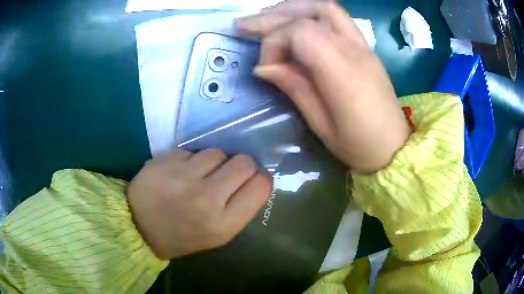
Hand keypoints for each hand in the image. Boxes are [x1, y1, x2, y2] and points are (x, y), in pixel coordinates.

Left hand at [128, 149, 271, 258]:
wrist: (139, 227)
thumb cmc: (182, 236)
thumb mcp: (218, 235)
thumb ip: (240, 208)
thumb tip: (254, 177)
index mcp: (223, 223)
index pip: (260, 185)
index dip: (260, 178)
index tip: (251, 180)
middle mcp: (206, 198)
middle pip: (244, 162)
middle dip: (241, 166)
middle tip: (227, 174)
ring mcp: (183, 177)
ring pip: (217, 152)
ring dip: (213, 162)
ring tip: (198, 176)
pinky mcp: (165, 160)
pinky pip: (191, 151)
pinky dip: (189, 160)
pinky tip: (178, 173)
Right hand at [235, 0, 409, 173]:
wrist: (394, 147)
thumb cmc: (359, 146)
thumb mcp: (321, 125)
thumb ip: (294, 88)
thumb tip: (263, 67)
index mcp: (344, 74)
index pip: (302, 33)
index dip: (275, 42)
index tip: (266, 66)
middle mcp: (355, 51)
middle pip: (310, 15)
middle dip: (272, 17)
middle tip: (244, 24)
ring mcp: (363, 46)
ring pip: (325, 8)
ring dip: (292, 9)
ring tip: (268, 17)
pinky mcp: (365, 47)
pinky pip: (337, 17)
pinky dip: (310, 12)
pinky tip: (295, 20)